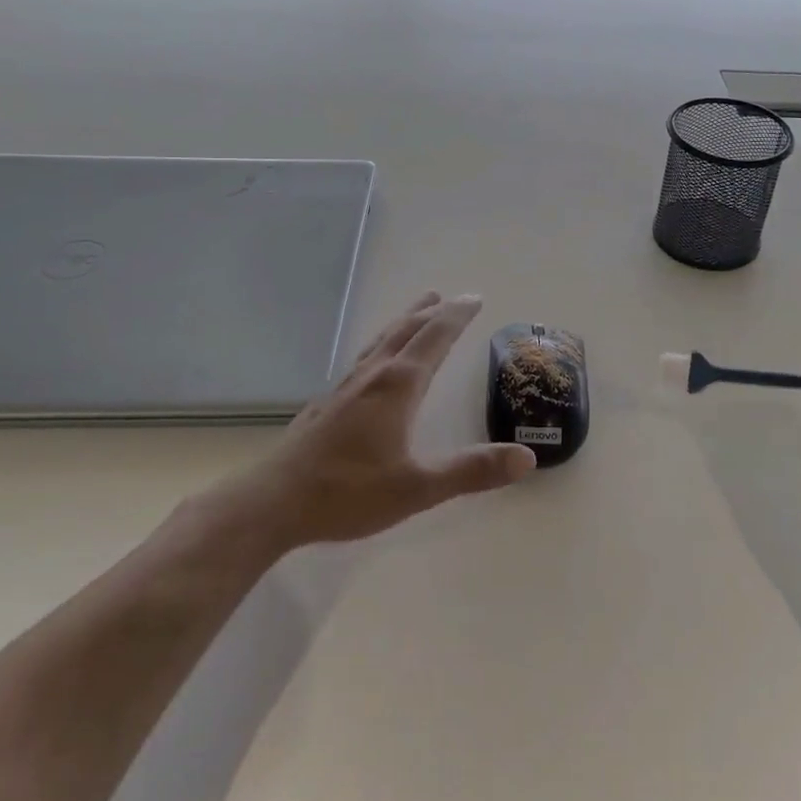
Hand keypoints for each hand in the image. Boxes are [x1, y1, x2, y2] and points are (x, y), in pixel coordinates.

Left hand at [246, 292, 536, 548]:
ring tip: (419, 309)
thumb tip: (527, 458)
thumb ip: (472, 471)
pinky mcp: (328, 403)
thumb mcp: (418, 488)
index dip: (456, 317)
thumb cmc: (348, 492)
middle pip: (406, 331)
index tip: (475, 298)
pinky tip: (377, 361)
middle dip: (433, 312)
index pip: (434, 338)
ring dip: (405, 321)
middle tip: (454, 298)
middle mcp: (373, 376)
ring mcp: (346, 387)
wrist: (272, 503)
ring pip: (382, 341)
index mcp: (398, 386)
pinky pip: (365, 357)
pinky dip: (383, 344)